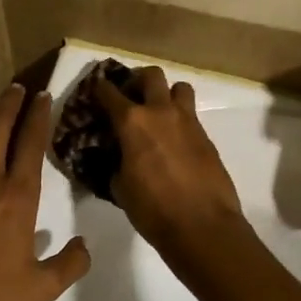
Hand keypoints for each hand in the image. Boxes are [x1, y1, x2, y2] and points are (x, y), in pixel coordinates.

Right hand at [94, 68, 244, 254]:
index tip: (95, 90)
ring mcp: (188, 122)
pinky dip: (179, 120)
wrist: (202, 226)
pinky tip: (173, 142)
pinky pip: (191, 115)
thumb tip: (118, 157)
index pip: (109, 92)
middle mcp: (161, 112)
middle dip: (137, 80)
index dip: (99, 88)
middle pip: (151, 75)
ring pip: (179, 88)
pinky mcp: (206, 137)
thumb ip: (115, 163)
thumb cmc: (153, 209)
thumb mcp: (120, 187)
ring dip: (166, 94)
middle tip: (130, 96)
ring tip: (158, 114)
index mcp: (132, 121)